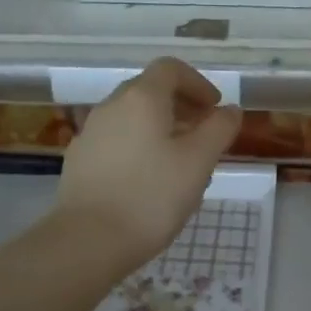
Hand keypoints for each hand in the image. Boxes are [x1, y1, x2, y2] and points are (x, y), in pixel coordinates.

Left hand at [56, 58, 242, 270]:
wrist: (87, 241)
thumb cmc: (151, 197)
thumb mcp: (198, 162)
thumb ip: (219, 129)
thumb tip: (230, 110)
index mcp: (141, 98)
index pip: (171, 69)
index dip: (198, 83)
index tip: (215, 110)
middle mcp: (111, 106)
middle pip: (149, 91)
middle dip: (181, 107)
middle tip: (203, 136)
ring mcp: (90, 134)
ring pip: (132, 119)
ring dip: (160, 129)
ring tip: (180, 164)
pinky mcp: (80, 161)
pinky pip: (116, 142)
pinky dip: (139, 148)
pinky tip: (149, 182)